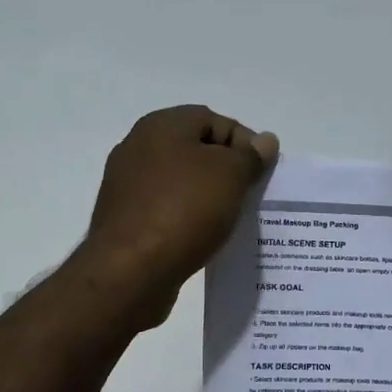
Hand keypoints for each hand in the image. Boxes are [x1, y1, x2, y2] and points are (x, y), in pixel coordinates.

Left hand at [79, 105, 277, 327]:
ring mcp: (127, 185)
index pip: (213, 120)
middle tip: (251, 194)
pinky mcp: (125, 219)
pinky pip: (166, 209)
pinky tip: (204, 237)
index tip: (262, 171)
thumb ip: (250, 155)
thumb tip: (265, 141)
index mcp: (161, 126)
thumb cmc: (184, 210)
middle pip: (195, 149)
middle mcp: (138, 147)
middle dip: (227, 169)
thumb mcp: (230, 176)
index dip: (244, 141)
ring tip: (232, 219)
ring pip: (181, 181)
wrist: (129, 271)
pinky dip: (188, 218)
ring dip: (208, 196)